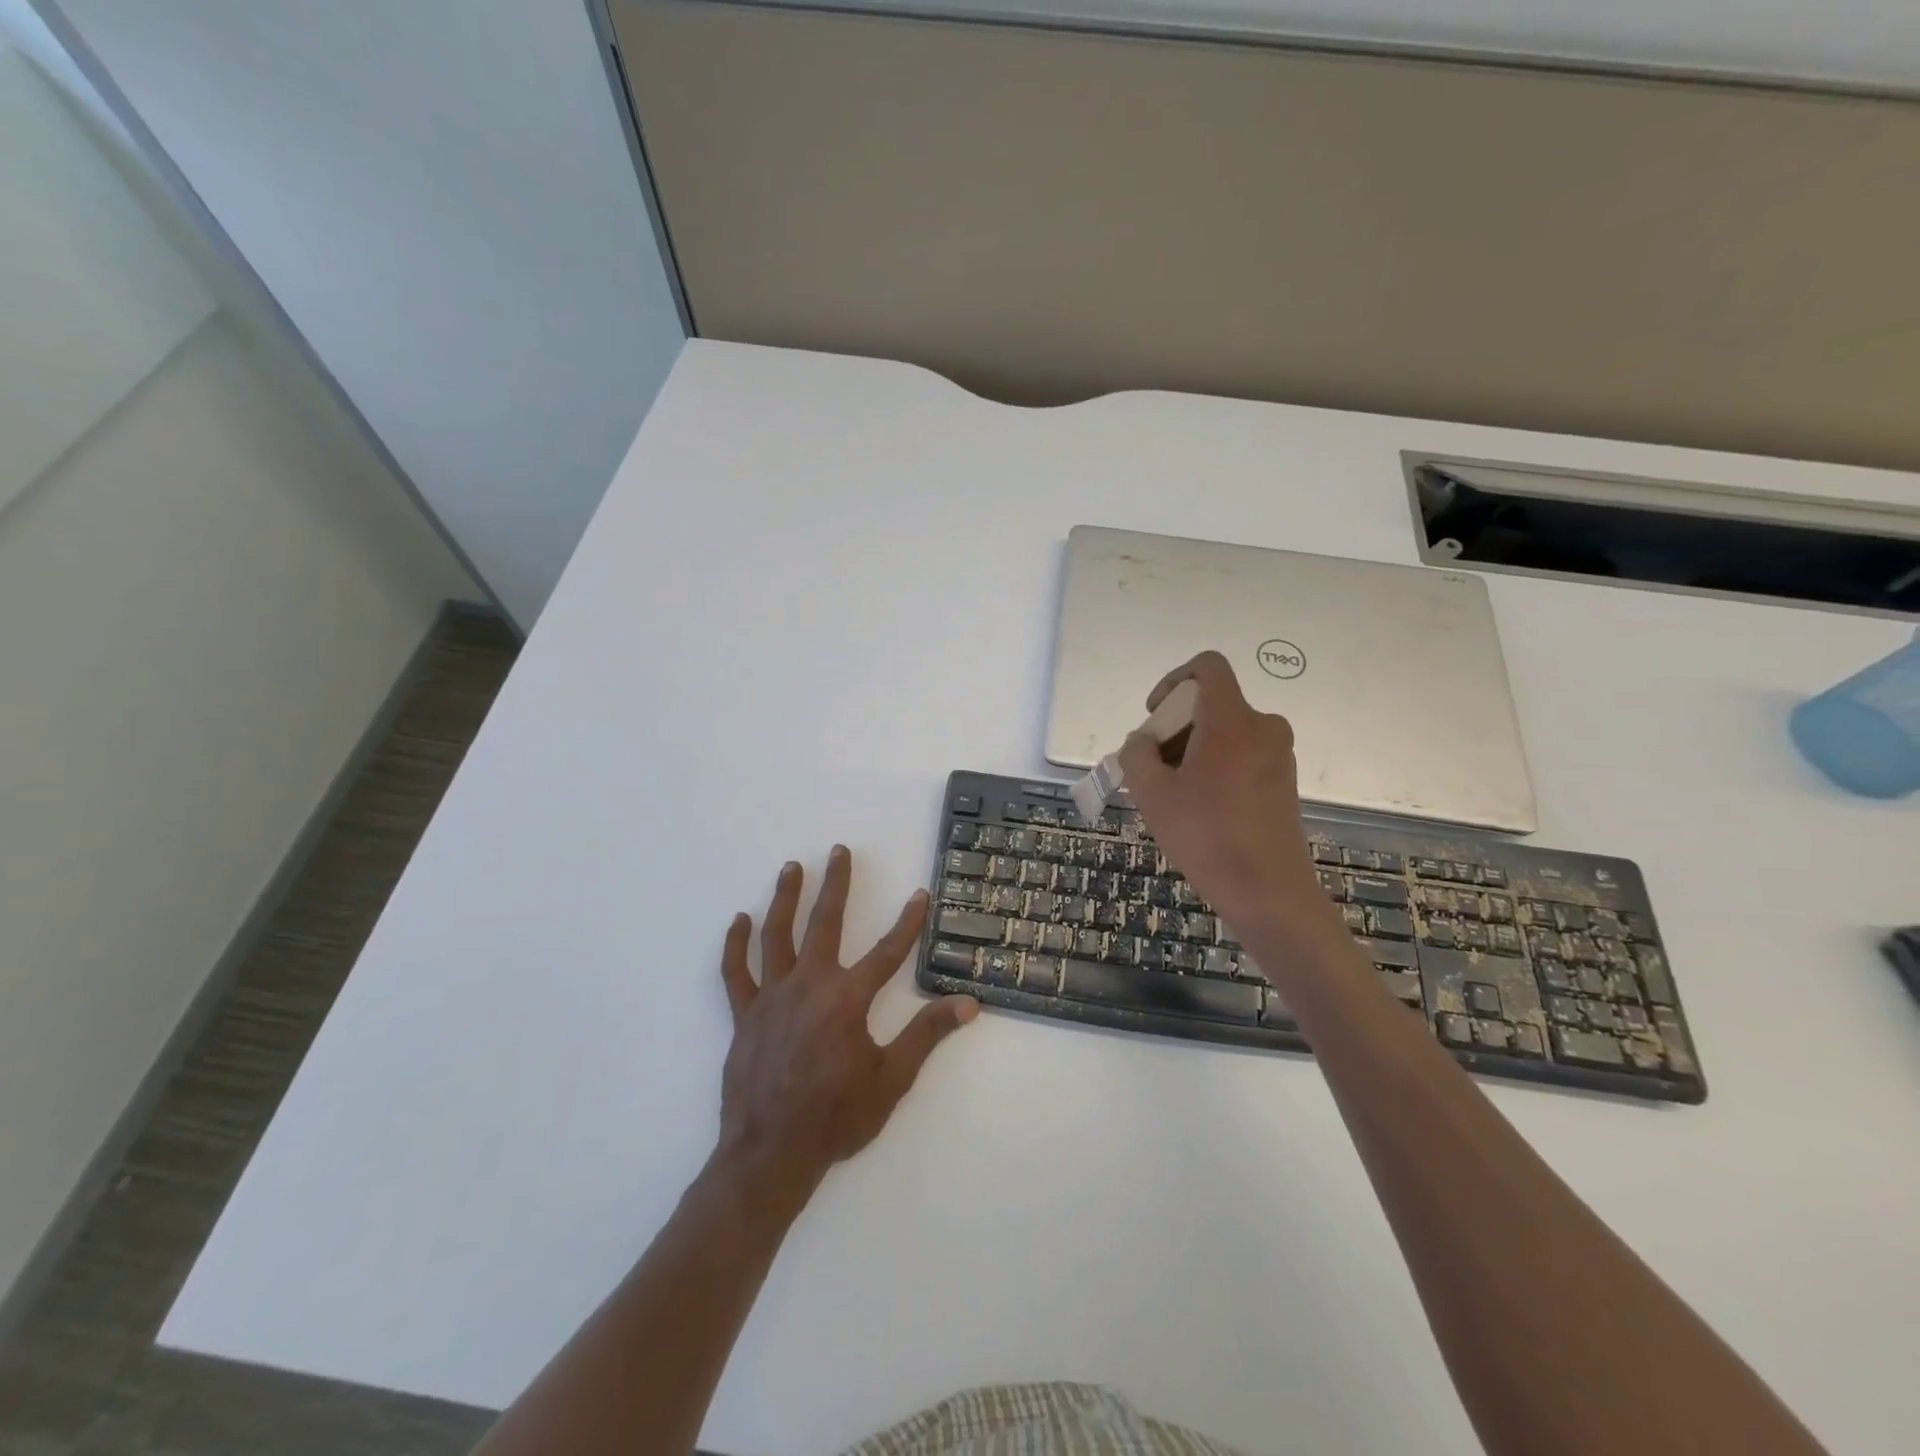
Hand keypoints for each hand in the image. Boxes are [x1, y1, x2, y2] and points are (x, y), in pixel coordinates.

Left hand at [715, 846, 978, 1204]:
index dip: (908, 921)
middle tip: (839, 850)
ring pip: (777, 935)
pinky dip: (736, 944)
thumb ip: (927, 1035)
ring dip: (785, 898)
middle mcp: (809, 985)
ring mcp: (772, 997)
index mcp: (848, 999)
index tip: (920, 894)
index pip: (888, 951)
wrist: (770, 1154)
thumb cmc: (836, 1118)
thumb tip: (968, 1003)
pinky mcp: (744, 1015)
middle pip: (825, 923)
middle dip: (836, 884)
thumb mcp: (891, 1079)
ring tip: (792, 868)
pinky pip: (736, 972)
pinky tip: (739, 920)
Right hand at [1117, 651, 1328, 932]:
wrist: (1268, 892)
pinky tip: (1198, 808)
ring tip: (1171, 795)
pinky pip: (1241, 755)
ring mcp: (1278, 754)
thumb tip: (1142, 742)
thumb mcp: (1152, 794)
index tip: (1155, 718)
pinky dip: (1214, 766)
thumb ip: (1136, 755)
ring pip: (1224, 732)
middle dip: (1174, 728)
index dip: (1173, 681)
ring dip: (1191, 751)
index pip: (1207, 667)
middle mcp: (1263, 726)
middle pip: (1210, 704)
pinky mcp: (1283, 780)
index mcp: (1232, 720)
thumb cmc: (1206, 836)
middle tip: (1152, 769)